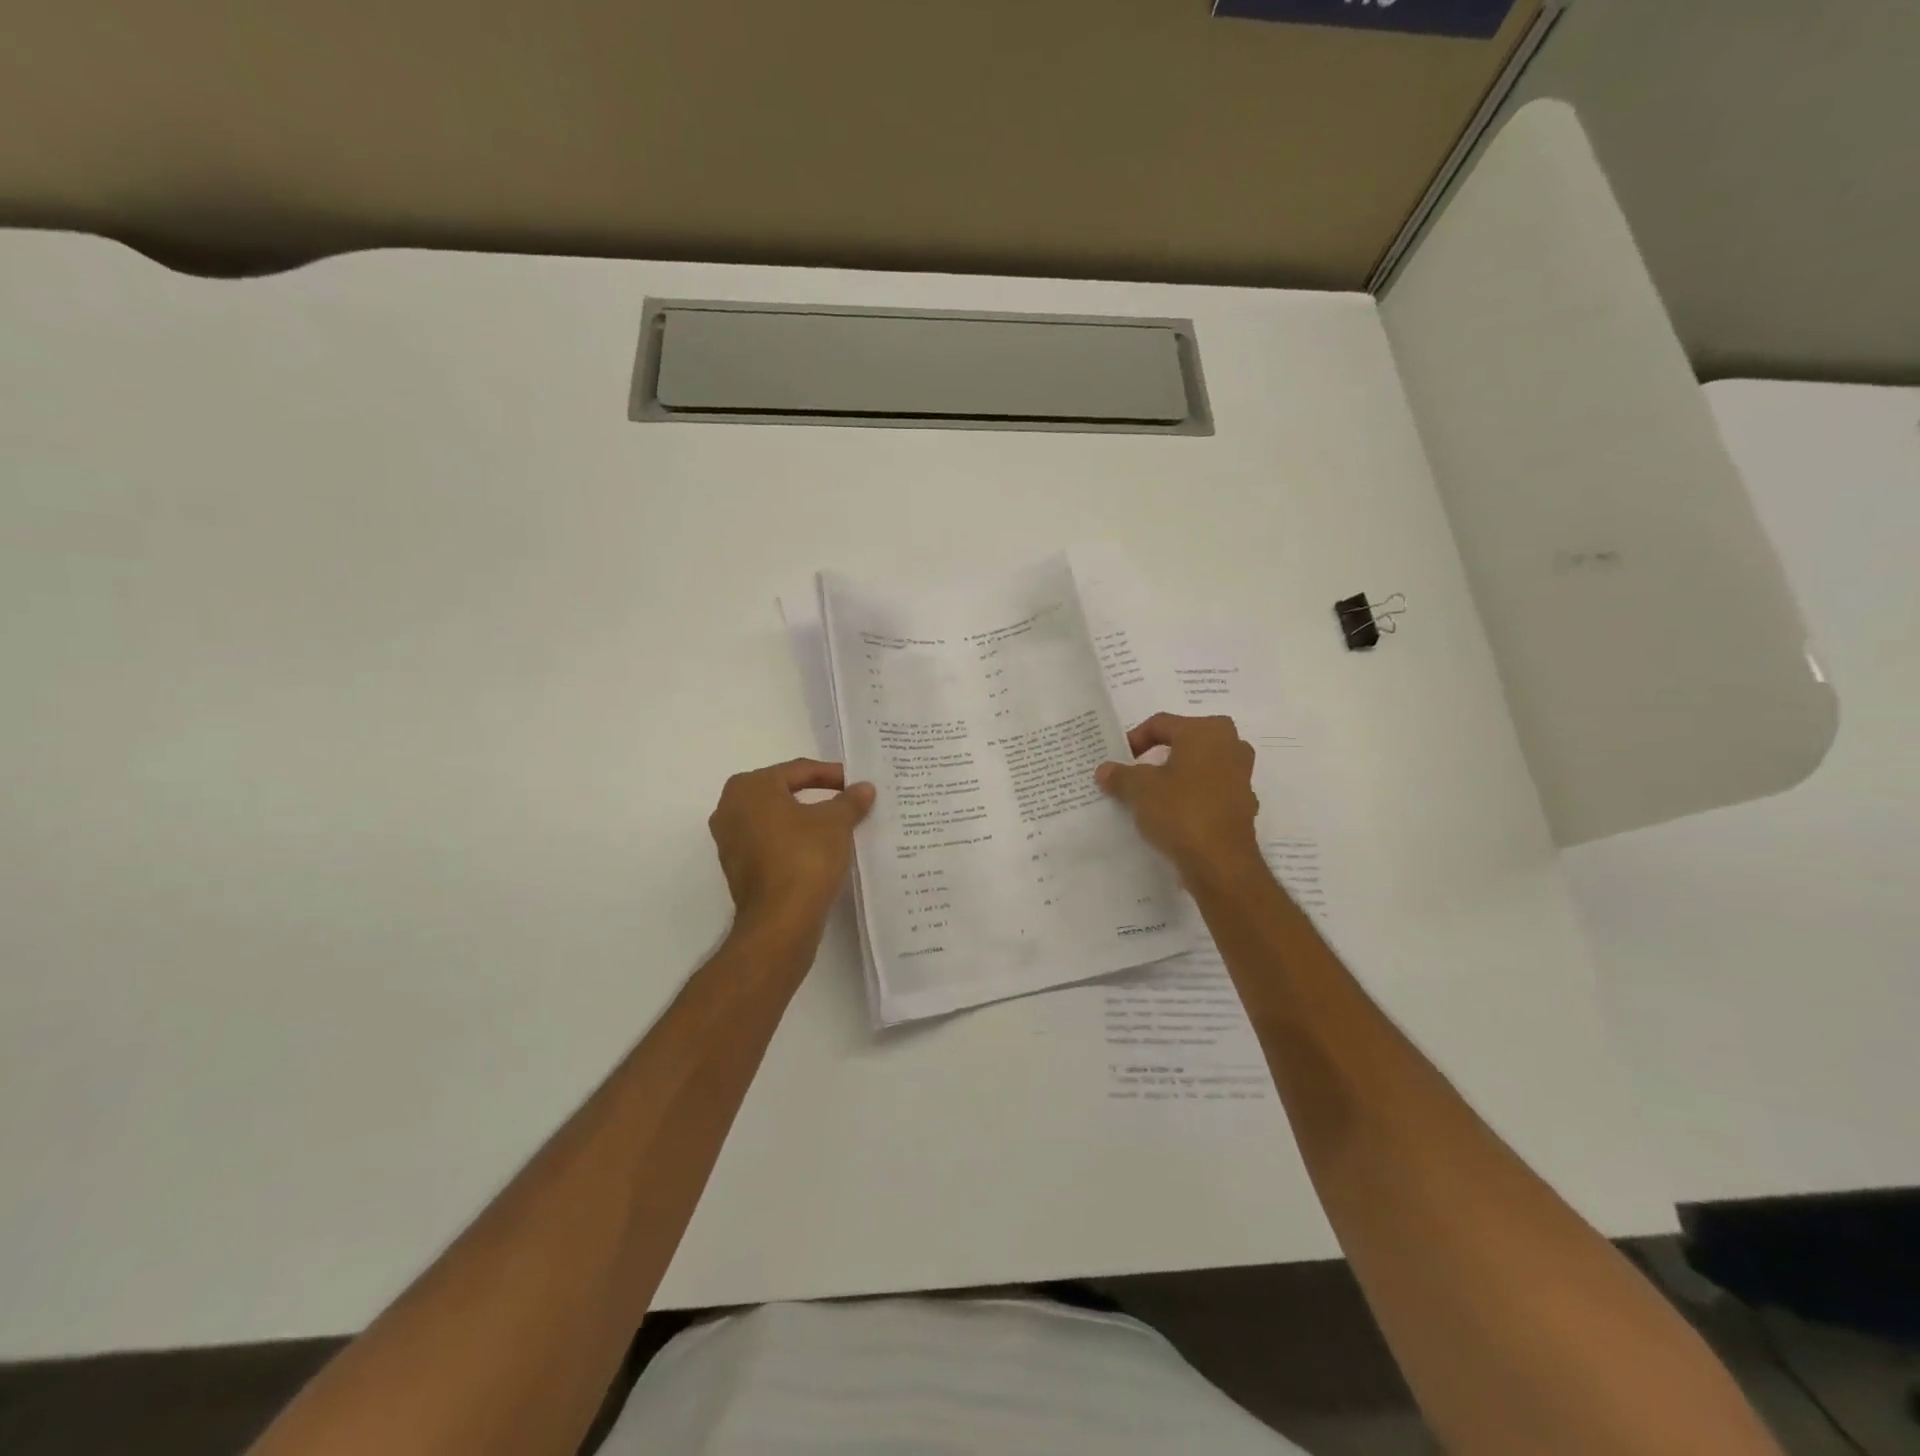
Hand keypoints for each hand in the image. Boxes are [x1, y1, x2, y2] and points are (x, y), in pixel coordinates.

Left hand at [708, 758, 874, 931]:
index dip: (832, 775)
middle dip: (816, 795)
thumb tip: (864, 788)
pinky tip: (818, 850)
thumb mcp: (836, 822)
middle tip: (847, 799)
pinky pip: (770, 843)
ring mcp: (729, 840)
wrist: (781, 920)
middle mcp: (730, 808)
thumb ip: (850, 800)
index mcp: (750, 787)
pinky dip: (793, 842)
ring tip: (837, 825)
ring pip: (775, 819)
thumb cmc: (805, 857)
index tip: (857, 784)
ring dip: (805, 820)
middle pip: (783, 792)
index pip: (798, 770)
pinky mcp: (737, 868)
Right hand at [1096, 714, 1261, 885]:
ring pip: (1200, 767)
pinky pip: (1211, 792)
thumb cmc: (1179, 810)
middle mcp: (1231, 745)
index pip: (1161, 723)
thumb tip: (1104, 770)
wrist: (1220, 862)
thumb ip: (1120, 775)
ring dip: (1177, 776)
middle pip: (1185, 742)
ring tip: (1153, 795)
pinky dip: (1192, 798)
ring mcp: (1242, 776)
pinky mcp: (1244, 805)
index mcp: (1205, 731)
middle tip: (1137, 771)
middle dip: (1159, 755)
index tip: (1118, 761)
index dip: (1134, 739)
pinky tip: (1173, 816)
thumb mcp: (1138, 789)